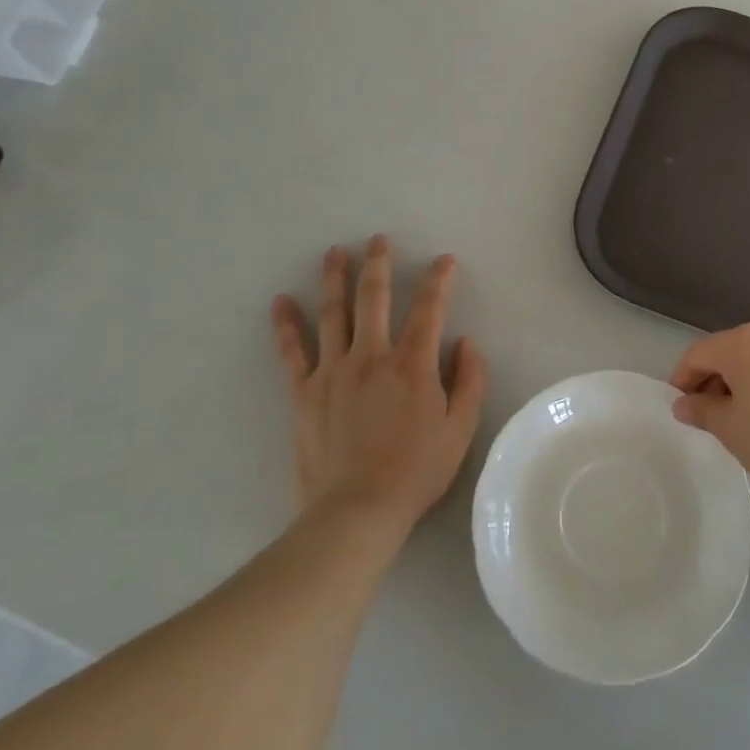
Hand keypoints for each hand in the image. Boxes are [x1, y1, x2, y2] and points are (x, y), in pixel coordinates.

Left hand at [272, 235, 486, 533]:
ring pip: (333, 314)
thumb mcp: (460, 430)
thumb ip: (469, 381)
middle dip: (379, 264)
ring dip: (335, 279)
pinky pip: (292, 352)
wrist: (357, 511)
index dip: (438, 280)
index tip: (444, 259)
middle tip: (378, 239)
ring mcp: (334, 371)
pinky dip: (286, 325)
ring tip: (335, 252)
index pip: (429, 309)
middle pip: (375, 298)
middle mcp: (372, 356)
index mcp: (413, 364)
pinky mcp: (305, 392)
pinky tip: (280, 301)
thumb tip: (467, 342)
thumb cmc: (416, 471)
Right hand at [669, 325, 749, 495]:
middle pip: (725, 353)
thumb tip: (683, 403)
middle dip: (710, 383)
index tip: (681, 412)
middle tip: (708, 420)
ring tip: (741, 423)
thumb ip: (702, 412)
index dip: (681, 381)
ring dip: (739, 386)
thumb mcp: (731, 430)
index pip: (696, 354)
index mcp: (739, 344)